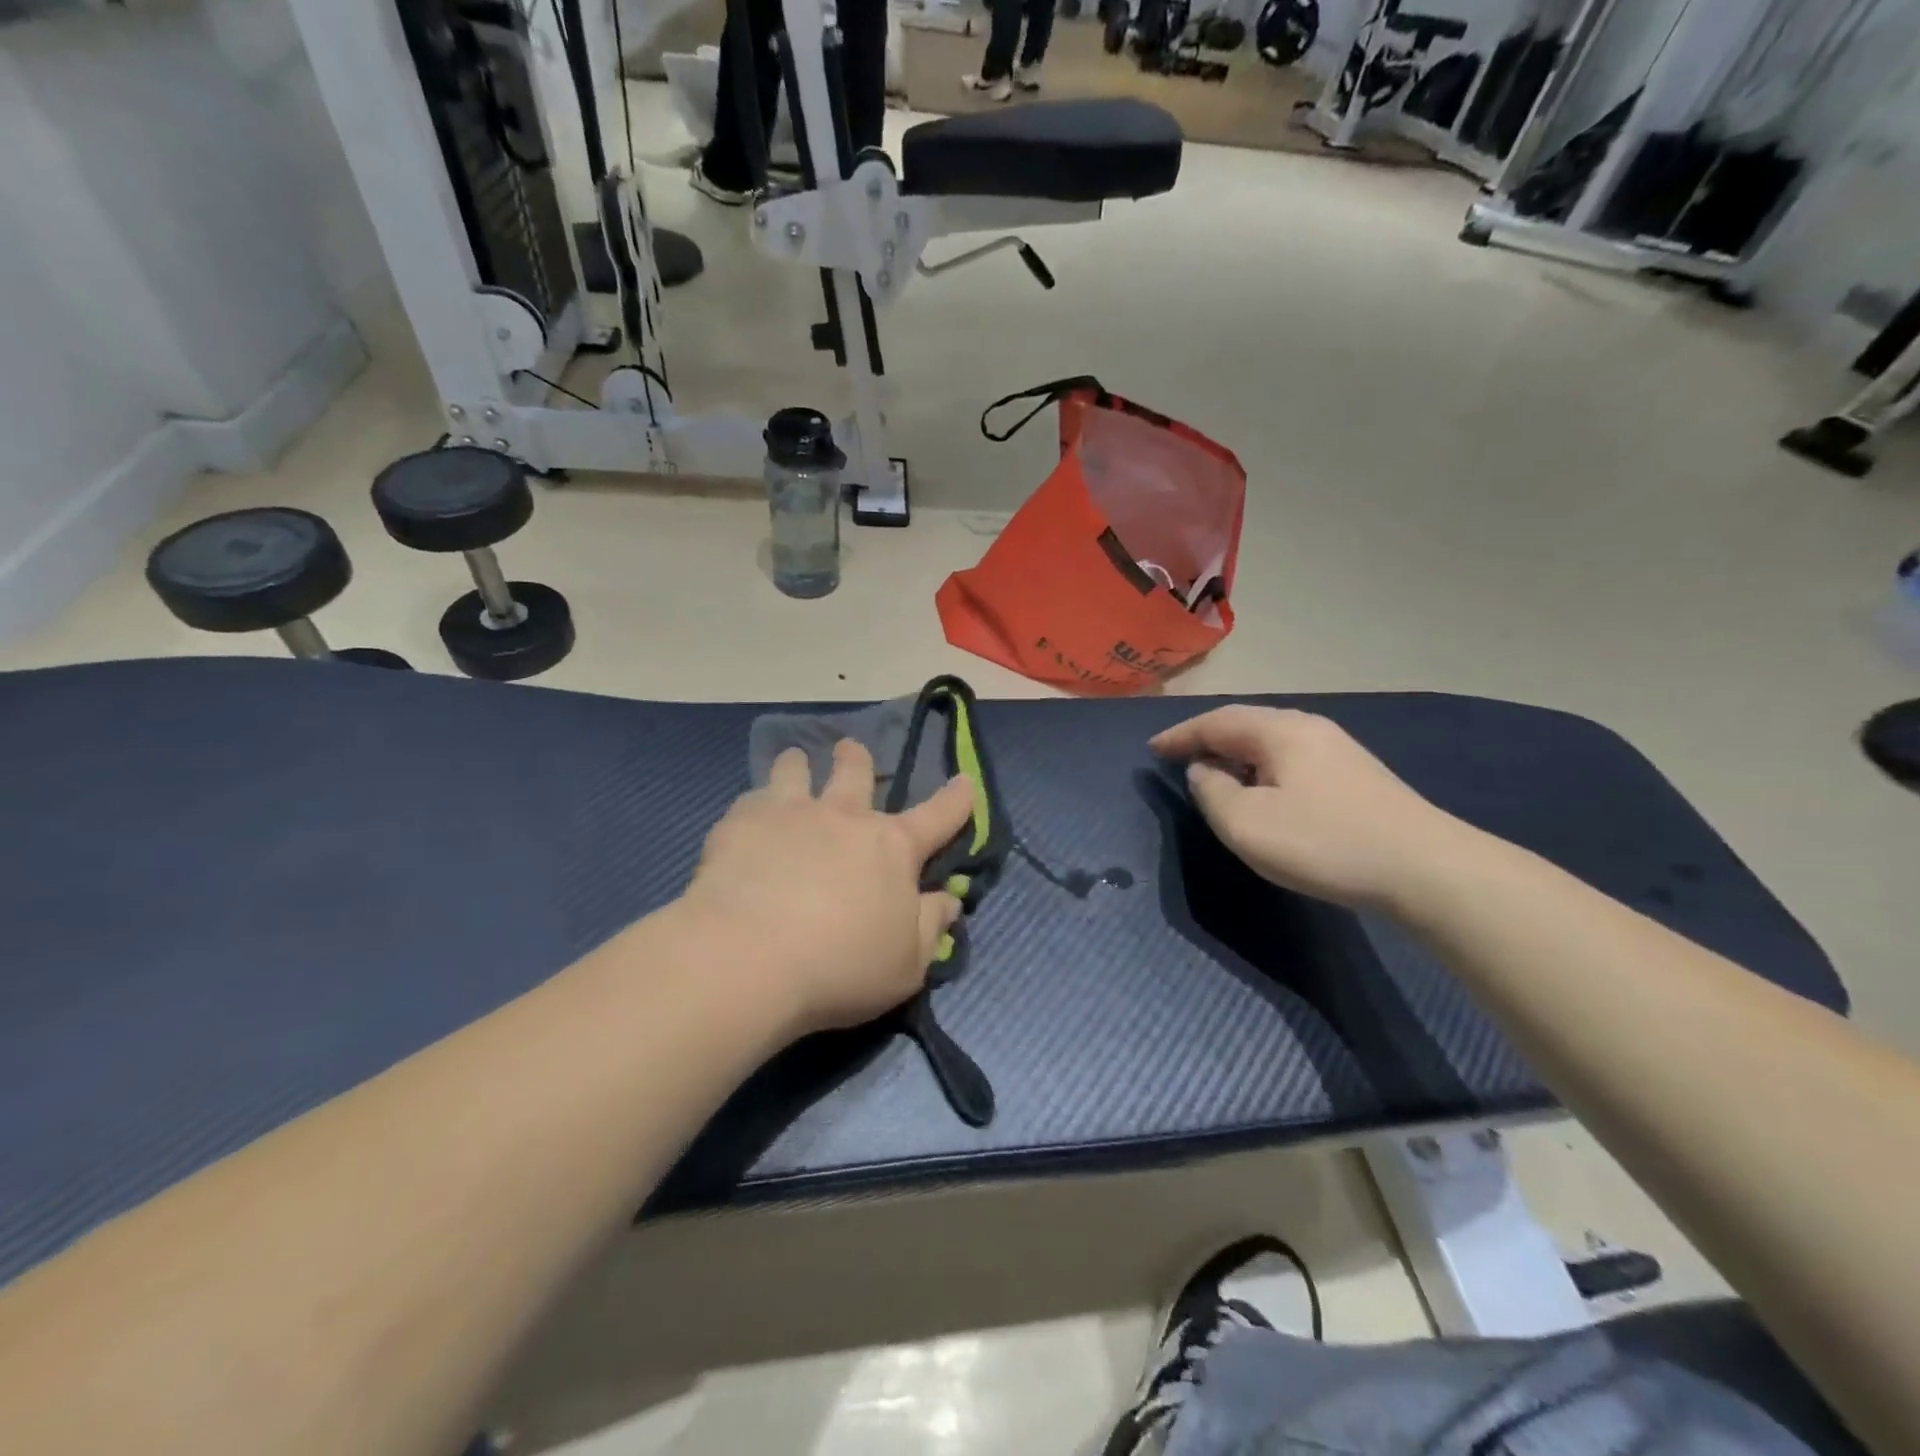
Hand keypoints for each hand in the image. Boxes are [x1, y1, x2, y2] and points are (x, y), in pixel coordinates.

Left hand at [681, 740, 975, 1035]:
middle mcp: (844, 817)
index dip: (956, 799)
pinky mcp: (740, 824)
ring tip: (794, 762)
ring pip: (795, 770)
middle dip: (856, 758)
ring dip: (798, 765)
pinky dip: (755, 805)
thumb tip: (949, 899)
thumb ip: (931, 927)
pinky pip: (750, 800)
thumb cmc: (841, 966)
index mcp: (892, 847)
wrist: (749, 958)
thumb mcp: (906, 963)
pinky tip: (747, 817)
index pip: (938, 816)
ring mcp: (790, 814)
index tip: (964, 781)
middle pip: (855, 771)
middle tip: (849, 749)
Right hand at [1150, 706, 1461, 907]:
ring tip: (1213, 774)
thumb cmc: (1324, 842)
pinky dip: (1261, 768)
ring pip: (1270, 742)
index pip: (1216, 721)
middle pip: (1245, 724)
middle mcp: (1309, 728)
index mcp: (1280, 731)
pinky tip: (1261, 792)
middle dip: (1207, 739)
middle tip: (1178, 757)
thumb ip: (1212, 791)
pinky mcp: (1356, 776)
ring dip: (1235, 754)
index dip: (1180, 734)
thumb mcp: (1247, 823)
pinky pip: (1291, 759)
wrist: (1427, 869)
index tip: (1151, 749)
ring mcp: (1338, 750)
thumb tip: (1204, 770)